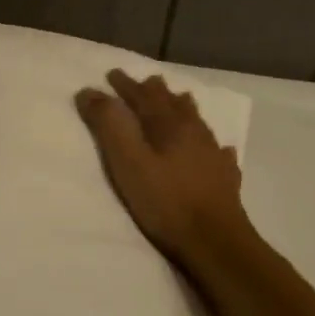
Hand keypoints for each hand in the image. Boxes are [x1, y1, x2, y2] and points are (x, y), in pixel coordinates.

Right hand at [75, 69, 250, 267]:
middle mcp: (193, 133)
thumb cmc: (165, 201)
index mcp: (168, 126)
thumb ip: (109, 125)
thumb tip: (89, 91)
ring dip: (184, 109)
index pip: (144, 97)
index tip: (111, 73)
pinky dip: (214, 145)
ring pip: (197, 123)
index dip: (126, 85)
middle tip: (147, 81)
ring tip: (181, 100)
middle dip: (156, 92)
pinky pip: (220, 153)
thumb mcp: (127, 162)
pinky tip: (220, 149)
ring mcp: (213, 156)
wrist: (215, 242)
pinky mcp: (225, 180)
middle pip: (173, 105)